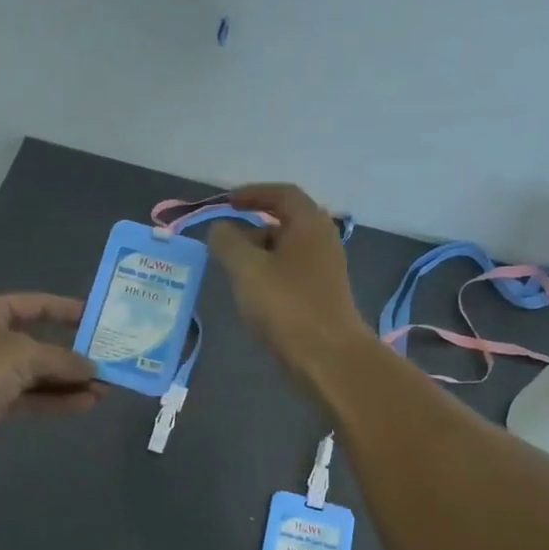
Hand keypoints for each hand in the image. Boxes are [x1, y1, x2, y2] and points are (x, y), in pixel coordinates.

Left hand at [0, 293, 103, 455]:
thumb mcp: (23, 353)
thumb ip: (62, 359)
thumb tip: (93, 368)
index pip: (36, 305)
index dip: (66, 310)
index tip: (98, 318)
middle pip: (41, 342)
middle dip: (74, 354)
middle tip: (110, 360)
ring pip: (39, 374)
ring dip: (70, 381)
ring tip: (106, 387)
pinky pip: (32, 398)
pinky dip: (57, 400)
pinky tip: (86, 403)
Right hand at [208, 183, 370, 385]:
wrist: (328, 357)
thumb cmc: (287, 305)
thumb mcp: (247, 268)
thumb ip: (227, 242)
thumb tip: (220, 229)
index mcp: (309, 224)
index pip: (282, 193)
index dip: (253, 193)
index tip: (227, 201)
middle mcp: (322, 240)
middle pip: (285, 221)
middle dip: (253, 226)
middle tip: (225, 241)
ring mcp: (325, 269)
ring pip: (286, 249)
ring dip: (259, 252)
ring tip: (232, 269)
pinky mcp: (322, 294)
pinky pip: (290, 271)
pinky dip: (269, 272)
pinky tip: (252, 292)